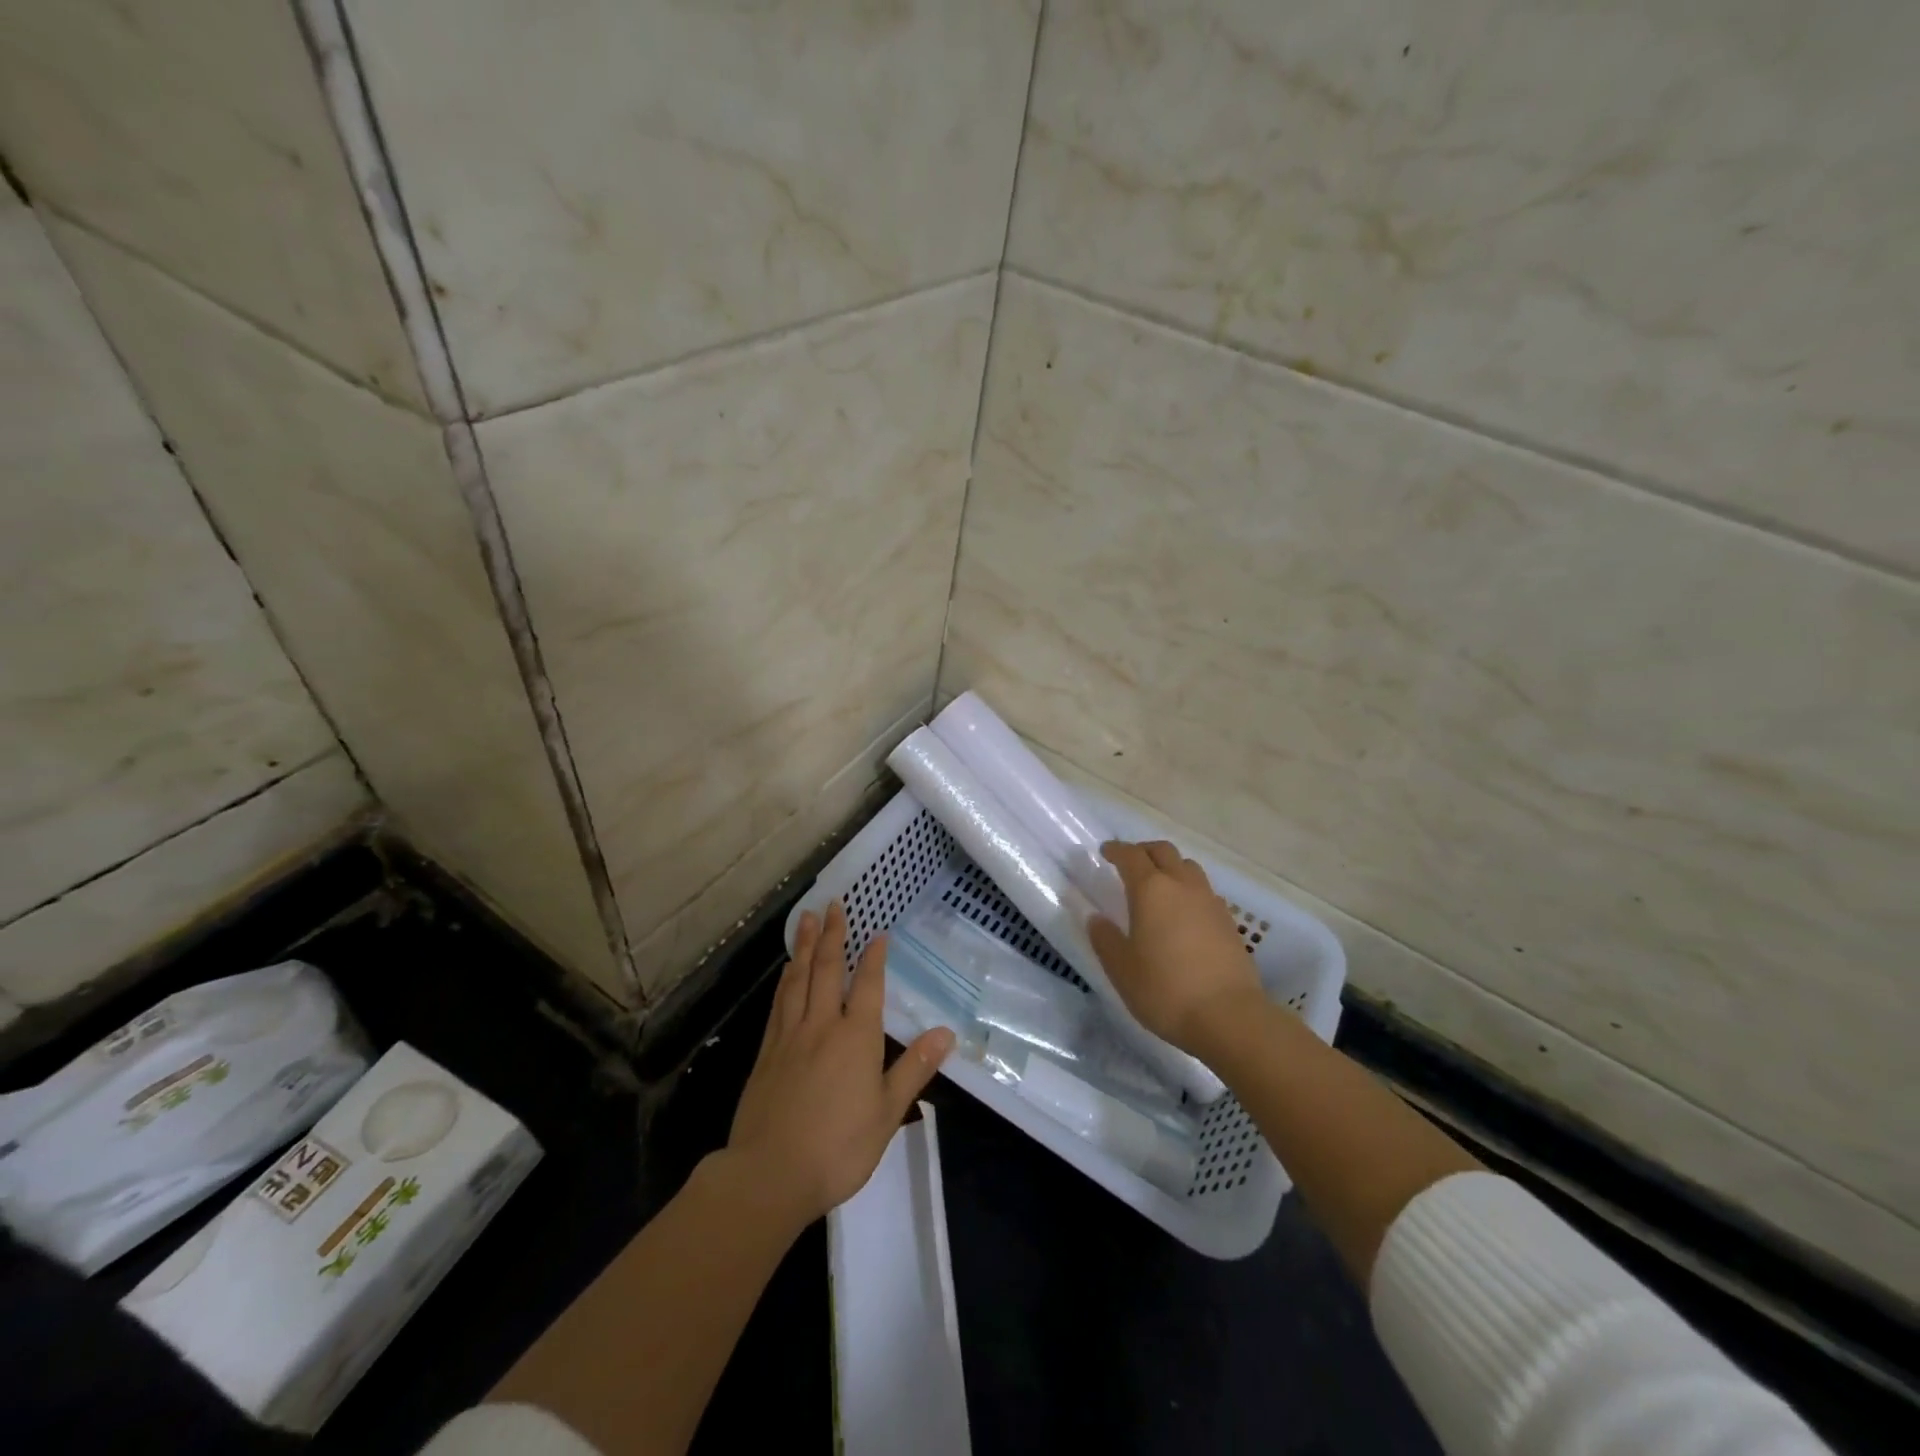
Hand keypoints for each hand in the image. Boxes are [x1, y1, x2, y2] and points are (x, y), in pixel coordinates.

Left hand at [727, 902, 953, 1227]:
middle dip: (831, 934)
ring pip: (797, 980)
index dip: (873, 957)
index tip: (877, 933)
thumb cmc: (839, 1146)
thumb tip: (946, 1033)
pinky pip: (778, 1004)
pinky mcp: (766, 1053)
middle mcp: (821, 1025)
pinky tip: (785, 972)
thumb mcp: (887, 1112)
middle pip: (826, 970)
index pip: (867, 985)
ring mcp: (789, 1037)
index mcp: (856, 1036)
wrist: (770, 1173)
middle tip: (832, 904)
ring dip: (803, 946)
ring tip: (805, 919)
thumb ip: (914, 1068)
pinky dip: (784, 981)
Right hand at [1088, 840, 1265, 1056]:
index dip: (1116, 850)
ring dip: (1170, 867)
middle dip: (1144, 851)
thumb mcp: (1122, 968)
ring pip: (1188, 867)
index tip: (1105, 852)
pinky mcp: (1228, 922)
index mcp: (1151, 890)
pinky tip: (1183, 914)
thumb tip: (1096, 918)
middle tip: (1129, 863)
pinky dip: (1188, 890)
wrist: (1229, 1017)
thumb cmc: (1165, 990)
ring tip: (1158, 886)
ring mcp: (1210, 901)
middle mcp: (1183, 885)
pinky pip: (1204, 891)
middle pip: (1164, 851)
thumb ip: (1105, 939)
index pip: (1131, 856)